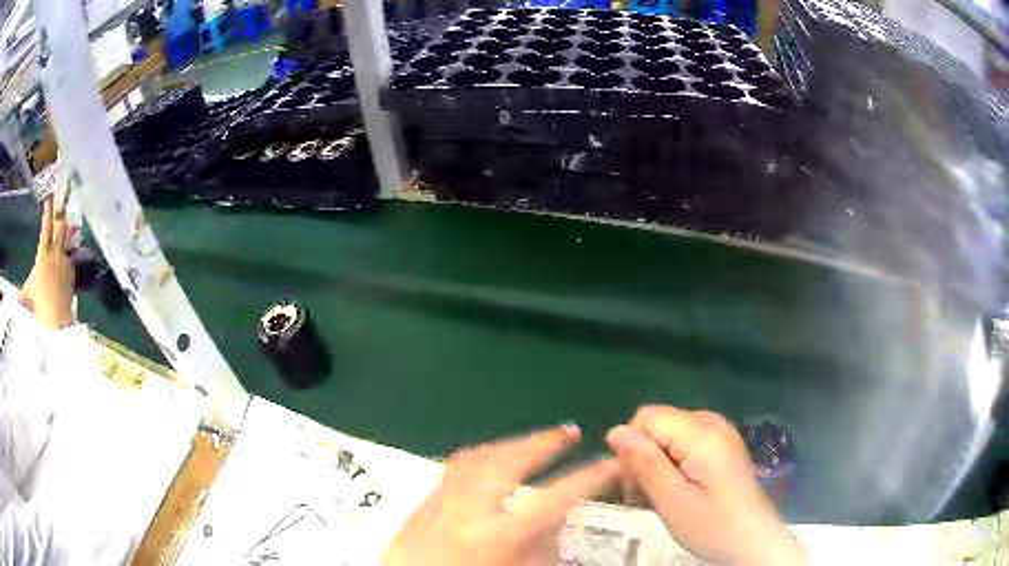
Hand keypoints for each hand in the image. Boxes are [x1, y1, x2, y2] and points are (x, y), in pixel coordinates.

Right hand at [20, 198, 75, 329]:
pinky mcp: (72, 271)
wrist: (56, 319)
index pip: (46, 227)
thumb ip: (23, 291)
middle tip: (59, 217)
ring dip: (61, 248)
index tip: (49, 197)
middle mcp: (55, 253)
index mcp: (43, 254)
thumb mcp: (28, 294)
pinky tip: (60, 279)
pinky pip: (68, 263)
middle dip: (60, 221)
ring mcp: (65, 261)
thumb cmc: (39, 304)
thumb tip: (16, 298)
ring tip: (57, 261)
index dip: (48, 211)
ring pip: (65, 246)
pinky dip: (64, 267)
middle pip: (61, 228)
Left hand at [384, 425, 619, 565]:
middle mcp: (465, 514)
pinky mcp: (420, 505)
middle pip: (508, 463)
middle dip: (545, 444)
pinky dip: (482, 456)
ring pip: (477, 458)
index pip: (555, 498)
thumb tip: (562, 512)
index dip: (590, 478)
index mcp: (498, 538)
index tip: (613, 464)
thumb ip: (547, 544)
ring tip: (538, 441)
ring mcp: (437, 506)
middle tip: (571, 433)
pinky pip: (454, 468)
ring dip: (513, 444)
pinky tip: (495, 457)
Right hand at [606, 406, 807, 565]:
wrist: (754, 542)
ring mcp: (720, 434)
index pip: (646, 417)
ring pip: (669, 436)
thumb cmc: (713, 526)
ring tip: (659, 498)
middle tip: (644, 497)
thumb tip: (615, 431)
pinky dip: (673, 465)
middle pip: (658, 425)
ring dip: (656, 464)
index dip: (632, 448)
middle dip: (642, 457)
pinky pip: (686, 444)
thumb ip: (645, 463)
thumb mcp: (672, 501)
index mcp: (701, 433)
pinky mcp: (723, 447)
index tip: (634, 484)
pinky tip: (677, 491)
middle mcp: (712, 423)